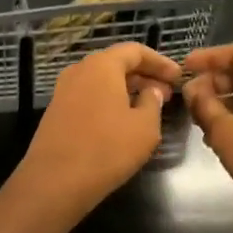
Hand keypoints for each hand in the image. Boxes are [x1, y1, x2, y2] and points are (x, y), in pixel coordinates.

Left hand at [12, 43, 182, 218]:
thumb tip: (151, 91)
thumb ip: (153, 102)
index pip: (134, 50)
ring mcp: (63, 91)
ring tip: (148, 108)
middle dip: (144, 76)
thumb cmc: (107, 149)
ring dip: (126, 90)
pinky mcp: (56, 112)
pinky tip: (122, 122)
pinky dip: (109, 101)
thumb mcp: (144, 127)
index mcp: (101, 65)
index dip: (159, 62)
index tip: (178, 77)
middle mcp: (79, 71)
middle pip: (116, 63)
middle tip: (166, 93)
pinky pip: (89, 97)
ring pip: (102, 81)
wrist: (54, 181)